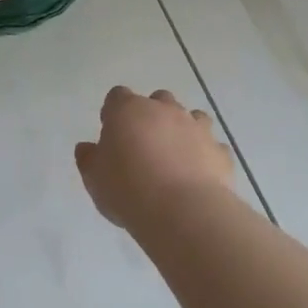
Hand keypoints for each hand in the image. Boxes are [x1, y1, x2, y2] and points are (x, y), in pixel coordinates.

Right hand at [74, 87, 234, 228]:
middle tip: (143, 146)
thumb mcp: (94, 178)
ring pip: (192, 116)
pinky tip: (197, 175)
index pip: (117, 96)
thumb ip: (89, 159)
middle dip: (151, 116)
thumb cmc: (128, 189)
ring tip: (174, 159)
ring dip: (182, 130)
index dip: (113, 113)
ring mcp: (197, 128)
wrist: (183, 211)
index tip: (111, 134)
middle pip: (158, 100)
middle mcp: (165, 110)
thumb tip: (86, 148)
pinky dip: (205, 155)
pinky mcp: (221, 151)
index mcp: (128, 110)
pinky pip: (212, 146)